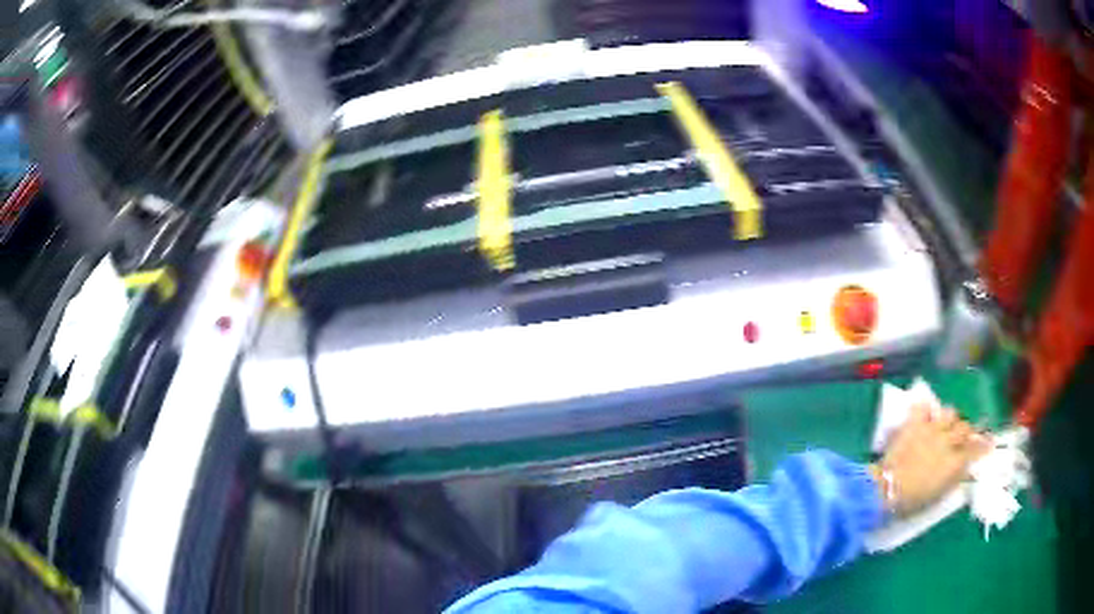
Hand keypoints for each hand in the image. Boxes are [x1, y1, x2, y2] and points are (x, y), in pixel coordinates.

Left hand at [870, 404, 991, 517]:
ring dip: (950, 418)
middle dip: (966, 431)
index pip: (976, 449)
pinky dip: (925, 409)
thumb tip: (964, 468)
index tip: (990, 441)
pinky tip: (925, 413)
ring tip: (946, 424)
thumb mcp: (939, 495)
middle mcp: (948, 442)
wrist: (887, 490)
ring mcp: (932, 430)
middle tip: (963, 435)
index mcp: (955, 463)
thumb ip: (954, 478)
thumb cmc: (912, 501)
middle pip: (965, 428)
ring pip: (950, 413)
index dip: (984, 444)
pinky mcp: (915, 424)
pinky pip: (923, 407)